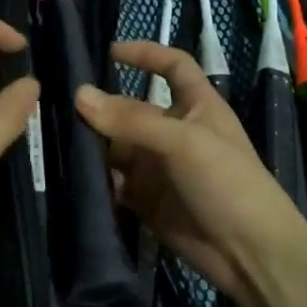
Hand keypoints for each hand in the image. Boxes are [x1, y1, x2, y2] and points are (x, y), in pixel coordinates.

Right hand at [75, 40, 306, 302]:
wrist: (250, 255)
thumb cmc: (228, 183)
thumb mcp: (184, 142)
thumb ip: (132, 119)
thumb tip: (79, 95)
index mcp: (197, 106)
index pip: (173, 67)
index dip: (146, 54)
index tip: (109, 51)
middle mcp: (175, 132)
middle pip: (131, 110)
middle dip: (100, 109)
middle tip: (56, 107)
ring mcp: (159, 168)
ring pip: (116, 147)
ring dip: (92, 146)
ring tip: (57, 143)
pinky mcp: (146, 200)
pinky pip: (114, 182)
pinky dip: (97, 180)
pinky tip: (75, 178)